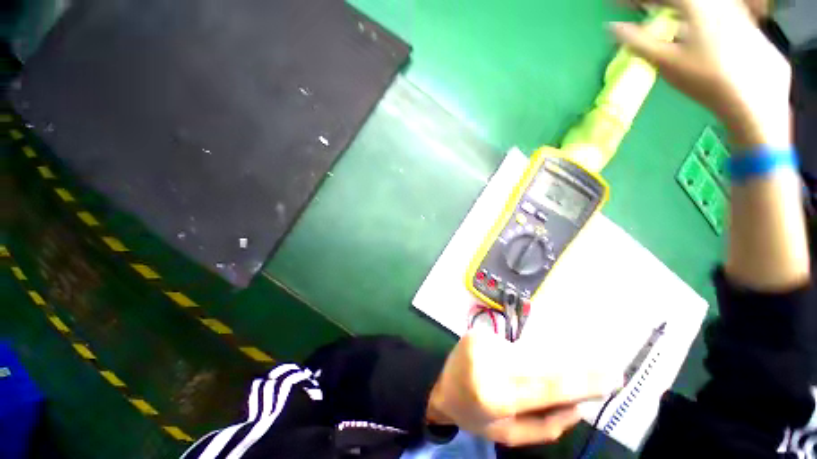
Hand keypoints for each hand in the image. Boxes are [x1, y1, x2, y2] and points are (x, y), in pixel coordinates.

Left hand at [427, 331, 619, 445]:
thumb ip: (547, 426)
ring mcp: (481, 342)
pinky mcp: (478, 332)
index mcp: (495, 395)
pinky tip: (509, 366)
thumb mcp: (510, 435)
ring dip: (541, 364)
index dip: (582, 380)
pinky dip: (519, 357)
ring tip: (538, 377)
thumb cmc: (475, 416)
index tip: (613, 376)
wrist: (441, 387)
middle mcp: (488, 362)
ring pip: (527, 353)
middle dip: (574, 367)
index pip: (547, 386)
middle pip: (541, 364)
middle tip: (605, 368)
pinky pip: (511, 346)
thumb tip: (579, 405)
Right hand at [612, 0, 790, 148]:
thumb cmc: (705, 79)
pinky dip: (699, 13)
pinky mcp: (746, 22)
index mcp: (695, 5)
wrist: (754, 97)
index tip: (616, 6)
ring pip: (701, 4)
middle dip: (657, 4)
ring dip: (677, 8)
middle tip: (642, 9)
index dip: (635, 1)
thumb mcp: (666, 61)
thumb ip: (637, 41)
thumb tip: (611, 27)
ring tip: (666, 15)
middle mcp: (716, 2)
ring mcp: (734, 10)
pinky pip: (717, 9)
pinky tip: (695, 25)